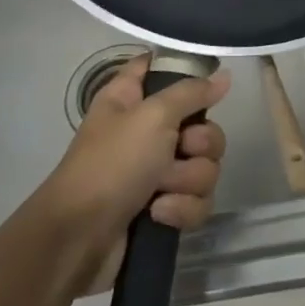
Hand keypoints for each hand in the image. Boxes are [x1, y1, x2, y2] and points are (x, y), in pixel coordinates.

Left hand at [37, 56, 229, 296]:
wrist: (81, 239)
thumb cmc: (111, 165)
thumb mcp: (152, 116)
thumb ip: (192, 92)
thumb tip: (223, 76)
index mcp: (132, 98)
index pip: (161, 66)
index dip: (186, 71)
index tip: (206, 82)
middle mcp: (147, 130)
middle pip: (202, 125)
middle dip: (200, 143)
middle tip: (181, 149)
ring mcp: (157, 171)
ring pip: (205, 165)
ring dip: (188, 181)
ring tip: (161, 191)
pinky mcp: (165, 206)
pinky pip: (198, 200)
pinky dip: (182, 208)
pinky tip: (159, 214)